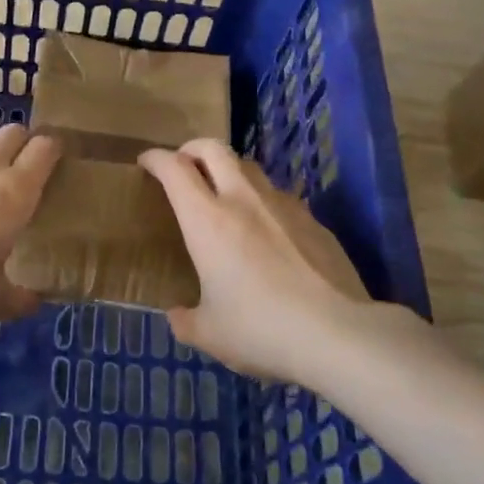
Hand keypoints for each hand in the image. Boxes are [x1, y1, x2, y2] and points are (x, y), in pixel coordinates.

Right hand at [140, 140, 372, 381]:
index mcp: (207, 220)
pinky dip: (263, 200)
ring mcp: (283, 206)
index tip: (146, 163)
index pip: (174, 169)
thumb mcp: (210, 334)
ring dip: (229, 170)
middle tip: (183, 165)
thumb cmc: (260, 329)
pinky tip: (267, 229)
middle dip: (191, 149)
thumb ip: (186, 320)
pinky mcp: (314, 221)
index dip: (156, 159)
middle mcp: (243, 200)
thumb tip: (177, 315)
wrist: (337, 333)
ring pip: (250, 168)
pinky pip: (280, 196)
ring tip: (224, 193)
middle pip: (214, 149)